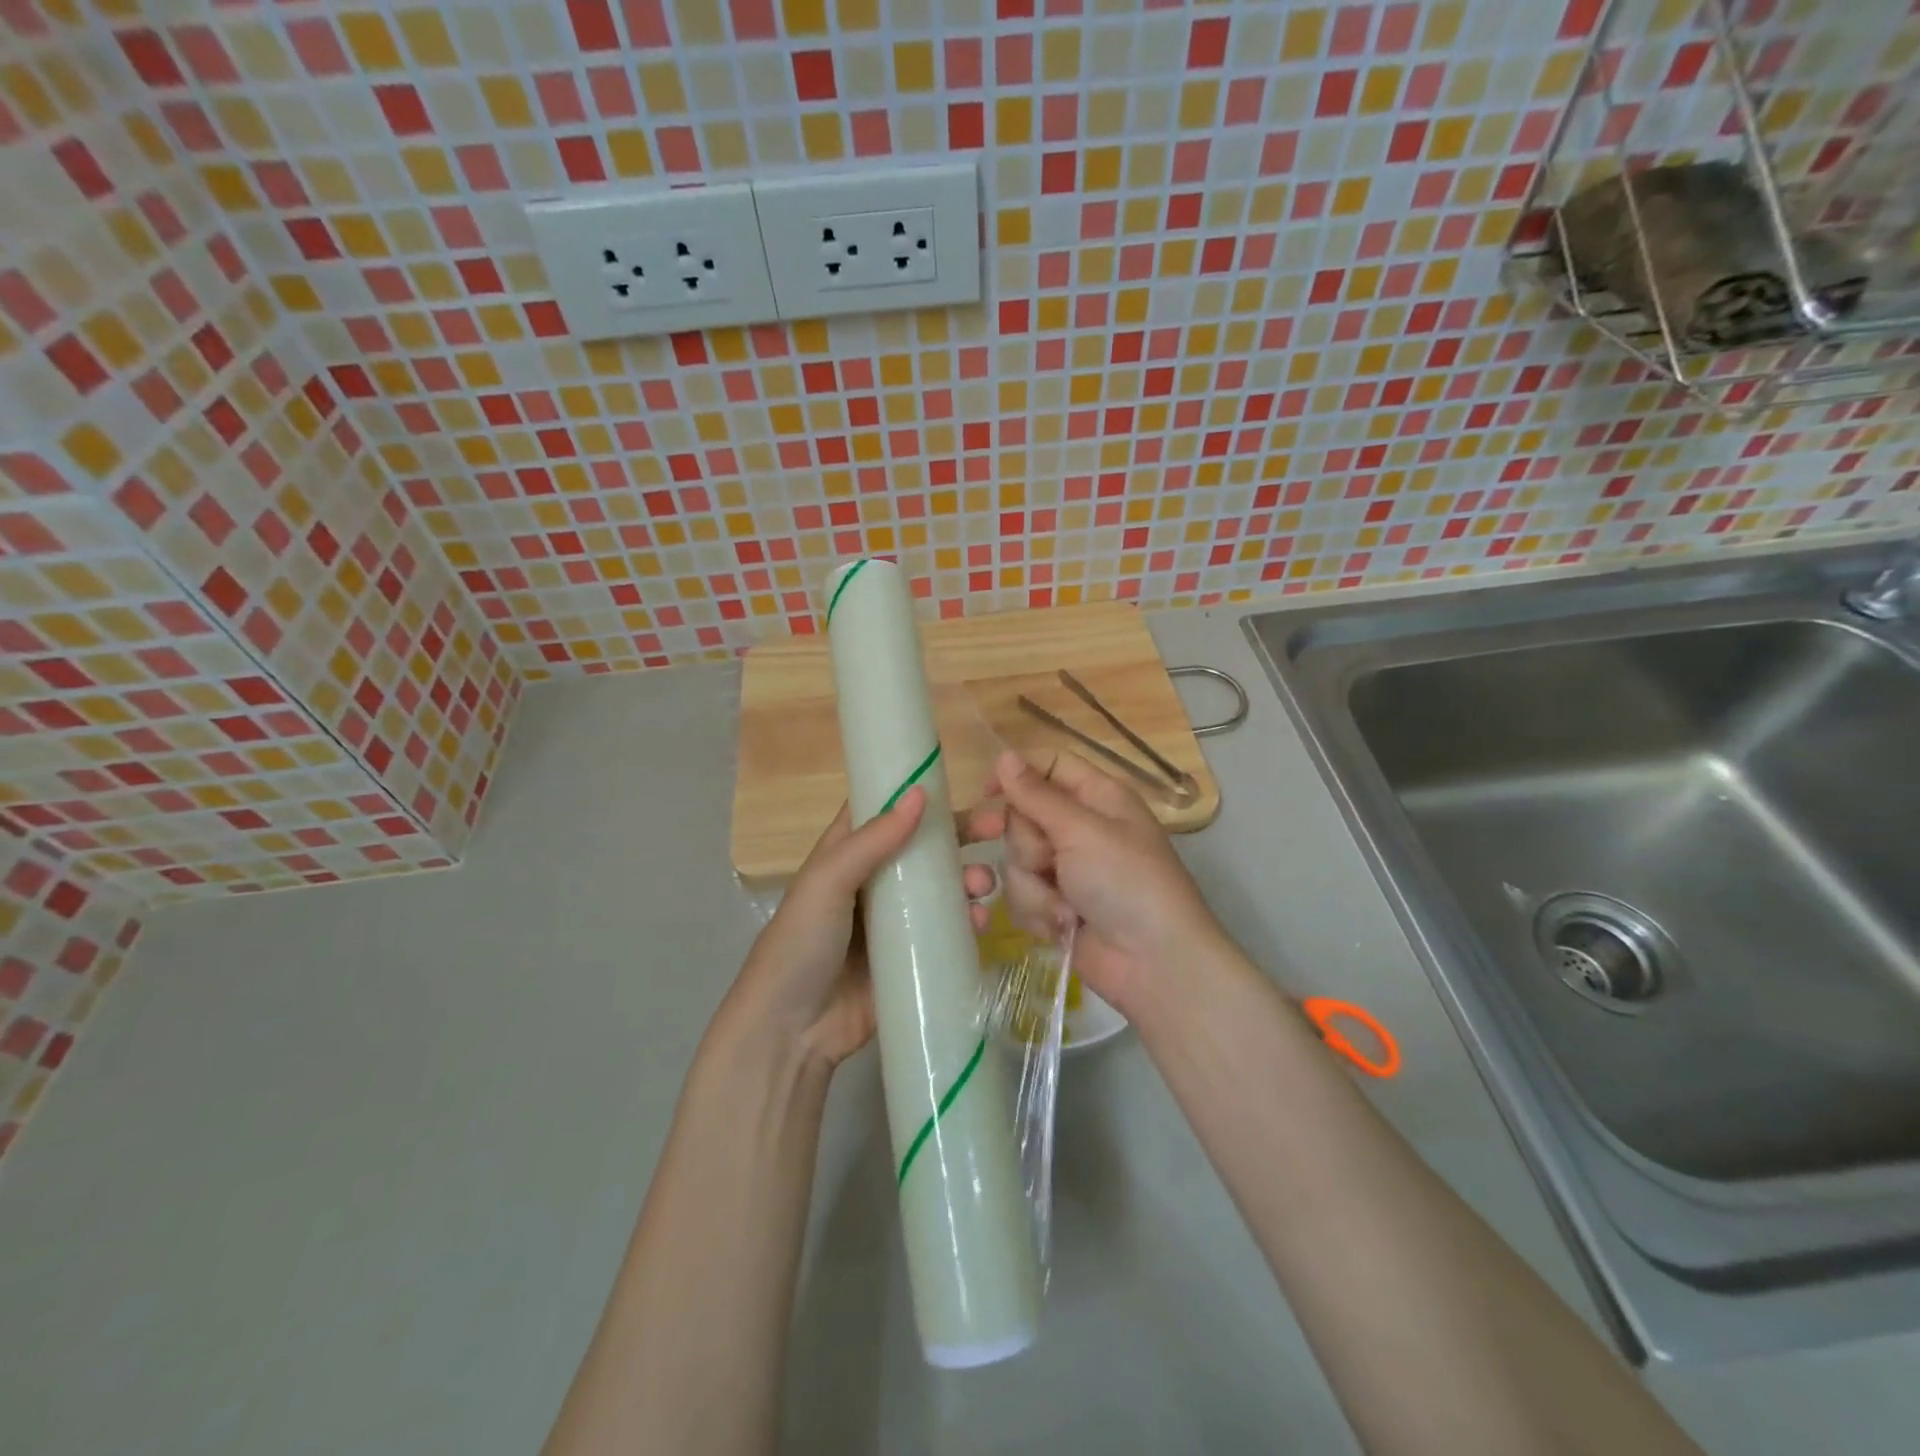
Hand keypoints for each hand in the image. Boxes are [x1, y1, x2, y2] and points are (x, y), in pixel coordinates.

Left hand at [723, 788, 997, 1070]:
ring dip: (967, 880)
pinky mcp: (909, 959)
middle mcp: (872, 883)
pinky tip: (981, 922)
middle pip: (922, 848)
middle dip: (959, 836)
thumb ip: (872, 840)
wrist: (789, 1031)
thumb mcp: (827, 882)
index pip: (885, 812)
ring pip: (939, 889)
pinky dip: (966, 923)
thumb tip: (921, 794)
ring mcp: (892, 923)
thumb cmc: (801, 944)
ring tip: (984, 885)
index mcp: (846, 856)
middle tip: (996, 830)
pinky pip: (945, 932)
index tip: (959, 784)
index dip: (919, 795)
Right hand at [967, 749, 1227, 1018]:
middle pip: (1023, 816)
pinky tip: (1064, 925)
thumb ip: (1037, 794)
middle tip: (1045, 860)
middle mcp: (1081, 828)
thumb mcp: (1082, 830)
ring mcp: (1067, 869)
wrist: (1152, 963)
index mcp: (1098, 797)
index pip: (1049, 767)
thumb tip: (1004, 754)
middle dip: (1028, 845)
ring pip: (1017, 859)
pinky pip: (1022, 894)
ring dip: (1034, 885)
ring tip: (1066, 906)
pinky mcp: (1056, 905)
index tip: (987, 793)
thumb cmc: (1126, 882)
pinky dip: (1039, 911)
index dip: (1017, 777)